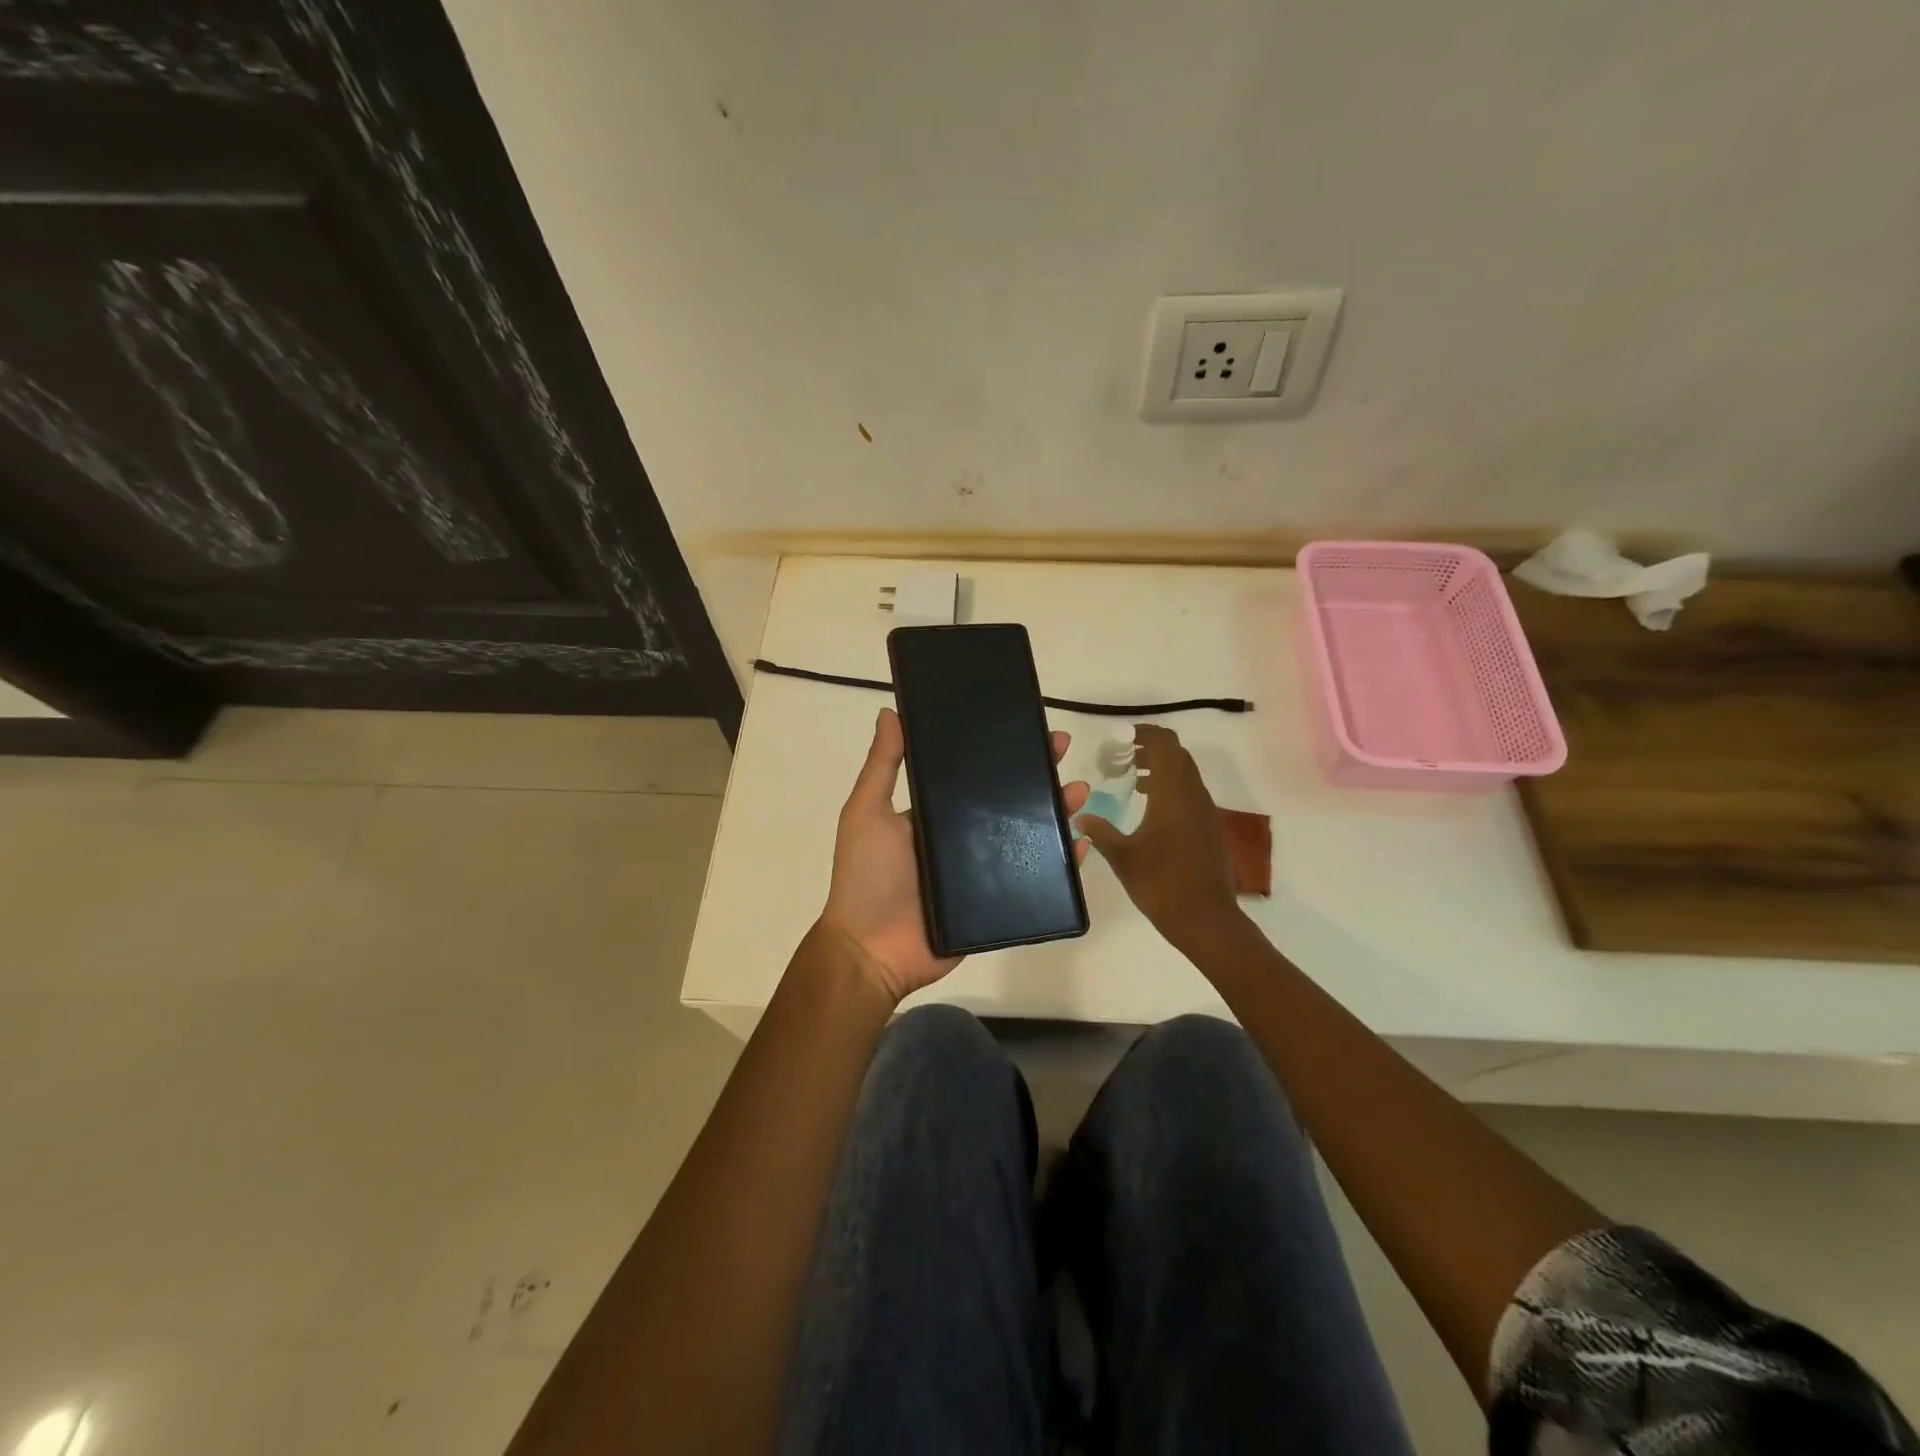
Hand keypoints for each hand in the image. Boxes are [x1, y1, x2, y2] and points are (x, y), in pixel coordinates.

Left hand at [819, 707, 1089, 1003]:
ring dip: (1057, 811)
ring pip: (1030, 835)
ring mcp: (983, 871)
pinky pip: (1037, 879)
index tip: (1026, 725)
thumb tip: (891, 711)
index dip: (1001, 750)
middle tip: (1062, 748)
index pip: (975, 774)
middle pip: (1010, 799)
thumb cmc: (866, 876)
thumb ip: (882, 765)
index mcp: (936, 813)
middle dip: (1038, 772)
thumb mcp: (866, 812)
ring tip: (1079, 792)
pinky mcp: (998, 902)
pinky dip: (1062, 863)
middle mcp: (963, 837)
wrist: (872, 951)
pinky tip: (1080, 845)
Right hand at [1076, 724, 1239, 949]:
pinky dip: (1171, 787)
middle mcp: (1193, 795)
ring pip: (1186, 774)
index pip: (1165, 745)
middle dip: (1151, 748)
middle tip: (1122, 756)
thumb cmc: (1161, 883)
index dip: (1145, 733)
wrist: (1206, 919)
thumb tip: (1080, 817)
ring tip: (1132, 778)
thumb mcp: (1122, 857)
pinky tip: (1150, 807)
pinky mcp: (1209, 828)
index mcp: (1172, 793)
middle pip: (1177, 754)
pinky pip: (1190, 793)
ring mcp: (1205, 811)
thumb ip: (1100, 832)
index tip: (1121, 737)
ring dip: (1162, 768)